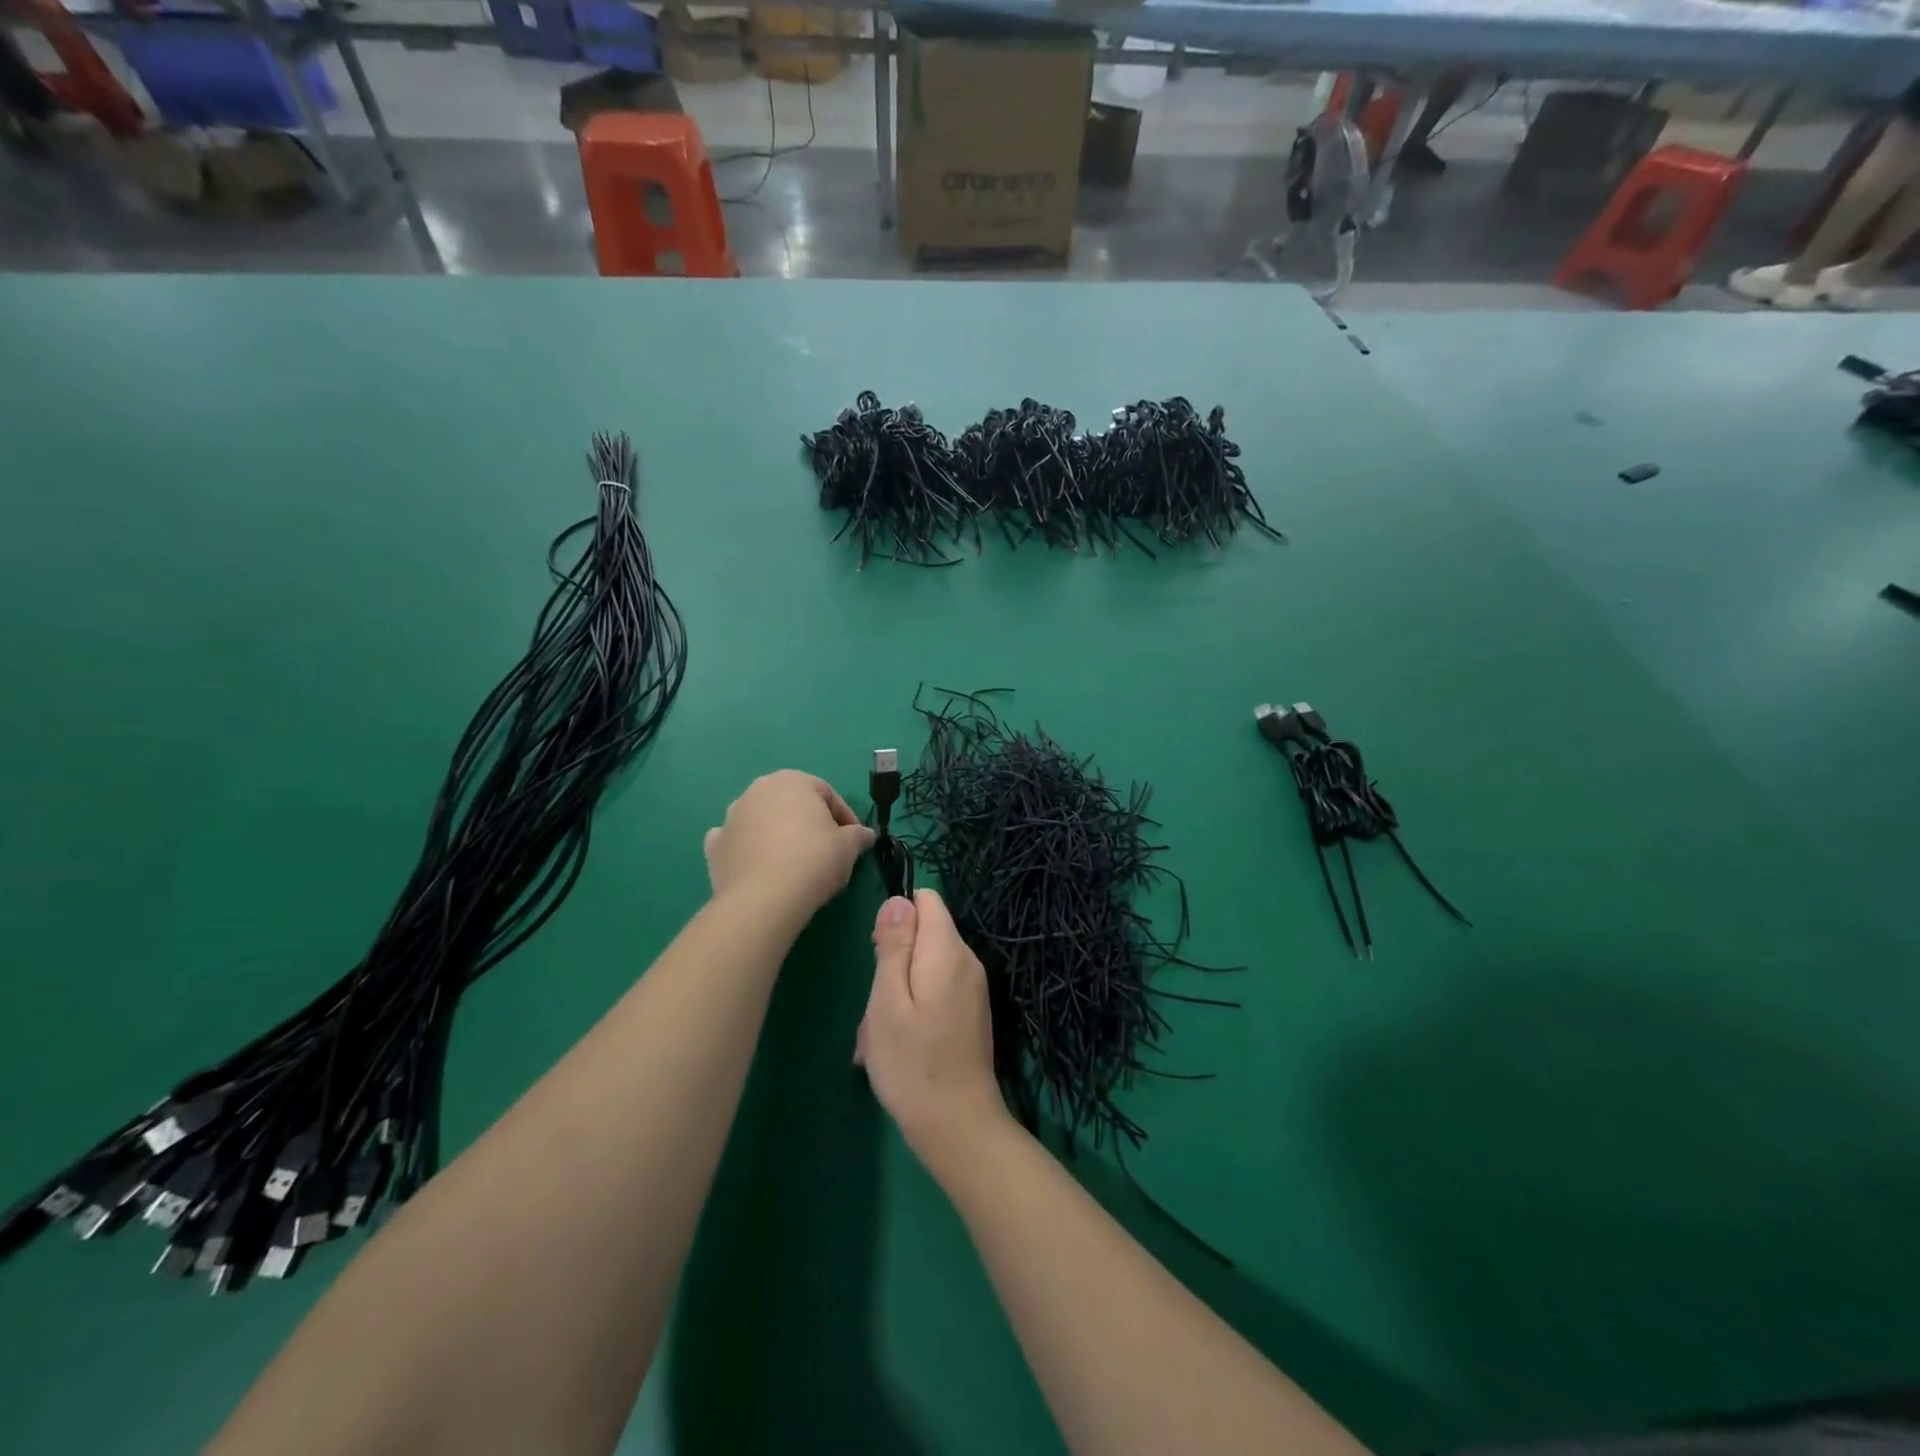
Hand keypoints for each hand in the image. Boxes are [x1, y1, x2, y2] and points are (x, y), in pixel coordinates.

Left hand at [704, 771, 874, 924]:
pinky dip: (748, 849)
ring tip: (795, 863)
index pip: (827, 793)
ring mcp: (732, 816)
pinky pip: (738, 842)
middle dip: (810, 823)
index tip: (854, 840)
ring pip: (763, 820)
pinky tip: (760, 866)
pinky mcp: (715, 846)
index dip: (845, 817)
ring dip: (779, 834)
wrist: (763, 899)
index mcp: (792, 781)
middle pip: (793, 804)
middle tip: (827, 850)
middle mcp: (758, 790)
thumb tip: (866, 835)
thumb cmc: (813, 860)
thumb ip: (858, 835)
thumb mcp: (848, 846)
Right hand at [856, 889, 1014, 1177]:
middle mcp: (967, 962)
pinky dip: (911, 1010)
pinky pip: (934, 992)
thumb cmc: (913, 1064)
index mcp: (948, 951)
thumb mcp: (888, 1000)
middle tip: (875, 1009)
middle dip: (891, 961)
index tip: (878, 954)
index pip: (927, 900)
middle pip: (923, 934)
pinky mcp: (970, 1013)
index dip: (896, 917)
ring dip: (895, 993)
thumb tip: (898, 900)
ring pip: (923, 967)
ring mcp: (972, 989)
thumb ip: (893, 945)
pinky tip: (896, 1047)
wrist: (959, 1128)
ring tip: (880, 1037)